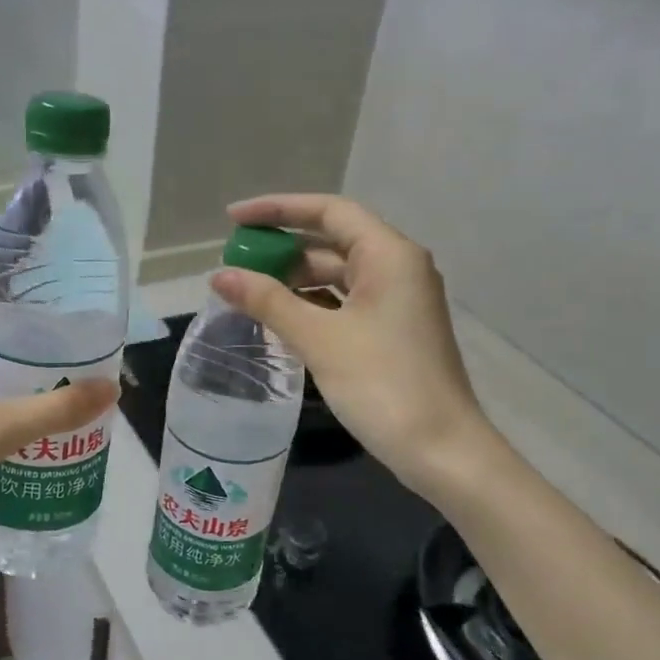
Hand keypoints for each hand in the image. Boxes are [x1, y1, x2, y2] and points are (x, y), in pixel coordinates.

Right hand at [214, 194, 495, 492]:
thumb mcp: (319, 339)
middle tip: (234, 263)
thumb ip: (268, 302)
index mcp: (389, 255)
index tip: (234, 220)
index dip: (278, 210)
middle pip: (332, 242)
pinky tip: (279, 319)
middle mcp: (398, 268)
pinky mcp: (393, 331)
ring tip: (247, 292)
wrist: (441, 450)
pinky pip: (345, 303)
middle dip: (282, 249)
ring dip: (294, 281)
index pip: (329, 212)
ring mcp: (397, 302)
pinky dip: (312, 305)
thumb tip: (218, 276)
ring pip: (337, 276)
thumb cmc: (383, 385)